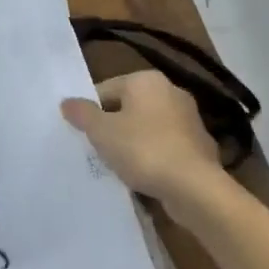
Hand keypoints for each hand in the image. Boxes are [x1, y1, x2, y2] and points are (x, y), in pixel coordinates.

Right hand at [62, 71, 231, 225]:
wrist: (195, 187)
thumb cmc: (143, 150)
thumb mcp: (102, 132)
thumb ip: (82, 114)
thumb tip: (67, 102)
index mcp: (146, 80)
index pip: (106, 89)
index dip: (91, 112)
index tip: (84, 135)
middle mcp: (171, 91)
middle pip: (129, 107)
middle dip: (114, 127)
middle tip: (99, 150)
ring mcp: (190, 118)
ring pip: (149, 127)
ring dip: (135, 143)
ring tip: (120, 166)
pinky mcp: (201, 145)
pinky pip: (167, 146)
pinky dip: (155, 157)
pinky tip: (146, 176)